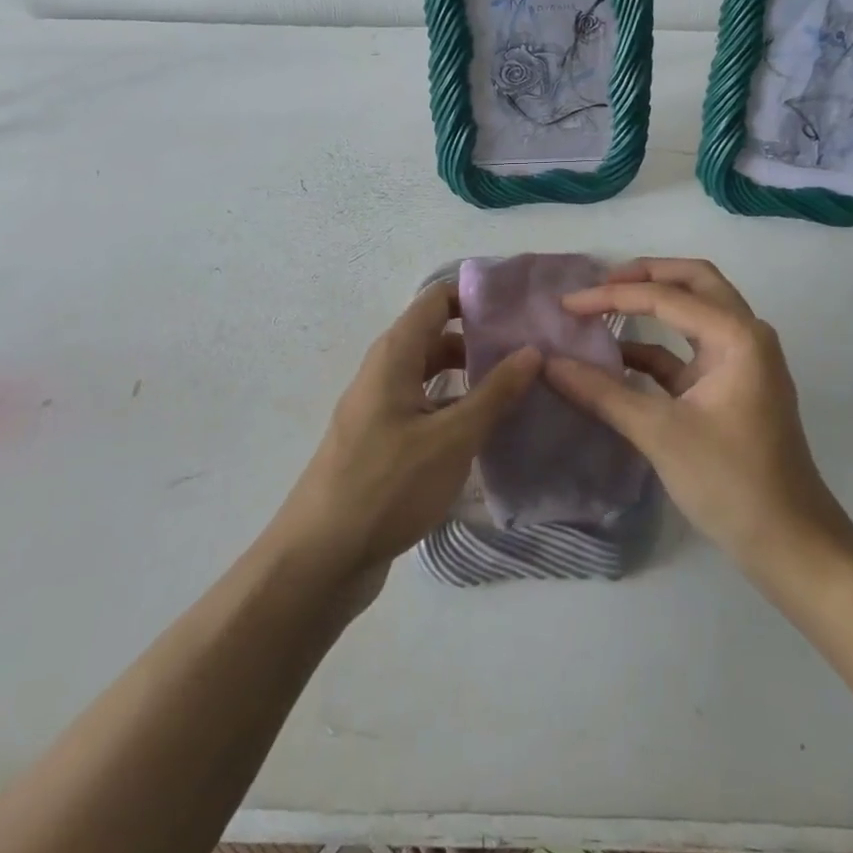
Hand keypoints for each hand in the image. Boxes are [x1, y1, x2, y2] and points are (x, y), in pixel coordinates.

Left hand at [272, 283, 540, 585]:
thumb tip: (532, 350)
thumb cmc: (387, 485)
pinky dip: (455, 410)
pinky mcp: (383, 443)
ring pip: (432, 377)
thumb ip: (494, 393)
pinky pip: (425, 410)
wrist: (321, 558)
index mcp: (394, 356)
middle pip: (436, 337)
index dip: (475, 294)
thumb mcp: (451, 438)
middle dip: (481, 339)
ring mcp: (381, 409)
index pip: (436, 299)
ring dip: (471, 378)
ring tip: (520, 389)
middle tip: (531, 351)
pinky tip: (488, 432)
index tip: (520, 305)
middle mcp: (384, 373)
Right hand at [545, 258, 852, 575]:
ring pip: (694, 311)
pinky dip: (654, 347)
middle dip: (645, 276)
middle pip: (694, 282)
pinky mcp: (729, 388)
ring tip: (603, 308)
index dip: (611, 296)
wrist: (790, 544)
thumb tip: (548, 364)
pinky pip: (687, 350)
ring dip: (652, 305)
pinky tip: (616, 358)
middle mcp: (745, 335)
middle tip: (600, 283)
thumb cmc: (731, 482)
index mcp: (738, 336)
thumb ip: (602, 393)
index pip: (666, 297)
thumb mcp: (660, 433)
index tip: (566, 304)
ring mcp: (740, 361)